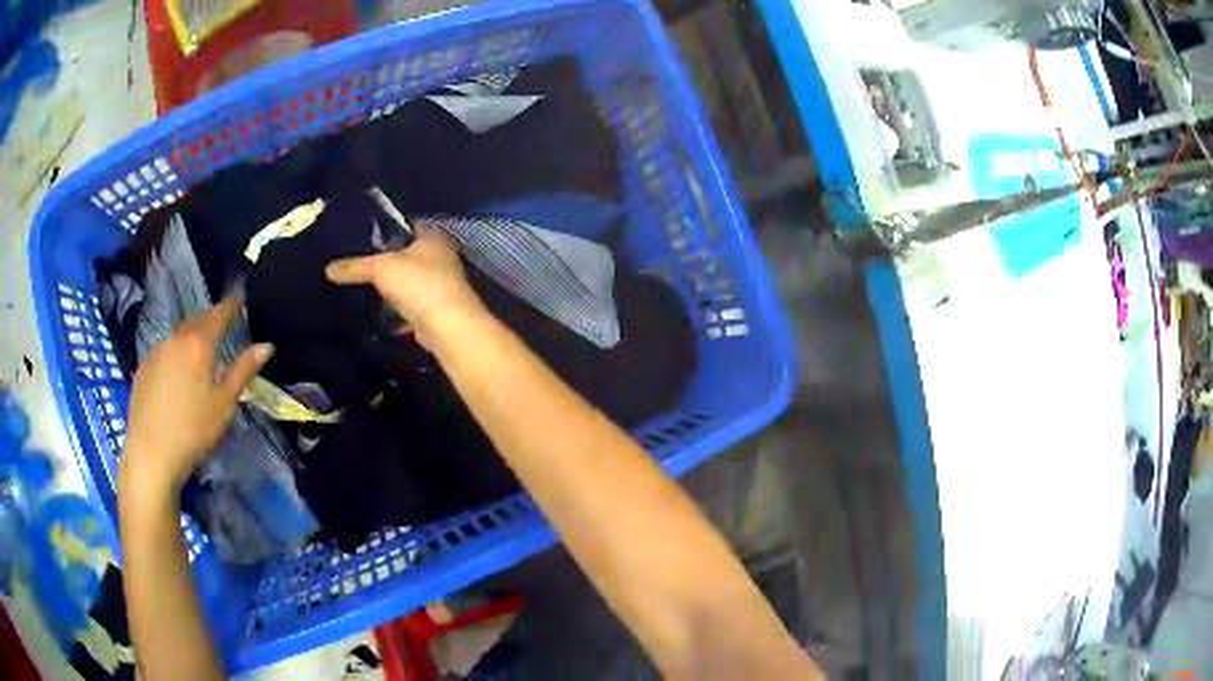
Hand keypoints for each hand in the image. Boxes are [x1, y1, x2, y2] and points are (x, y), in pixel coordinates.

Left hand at [121, 295, 272, 493]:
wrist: (151, 452)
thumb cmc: (194, 430)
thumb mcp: (224, 403)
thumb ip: (243, 371)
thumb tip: (266, 346)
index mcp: (199, 344)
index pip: (219, 313)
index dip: (231, 304)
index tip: (240, 297)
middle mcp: (176, 339)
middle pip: (196, 320)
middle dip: (210, 318)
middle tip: (222, 323)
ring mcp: (156, 352)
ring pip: (178, 336)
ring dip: (191, 337)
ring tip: (199, 351)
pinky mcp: (143, 368)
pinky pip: (164, 352)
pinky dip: (175, 354)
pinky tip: (177, 376)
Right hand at [325, 227, 485, 341]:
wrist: (449, 327)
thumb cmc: (418, 284)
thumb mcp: (380, 269)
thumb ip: (354, 267)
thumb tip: (328, 269)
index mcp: (432, 236)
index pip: (406, 224)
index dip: (385, 228)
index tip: (362, 236)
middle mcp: (441, 256)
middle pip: (407, 254)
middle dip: (386, 260)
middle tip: (358, 264)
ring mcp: (442, 284)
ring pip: (410, 282)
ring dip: (392, 288)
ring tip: (364, 289)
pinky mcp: (438, 310)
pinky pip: (412, 307)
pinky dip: (398, 312)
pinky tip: (380, 316)